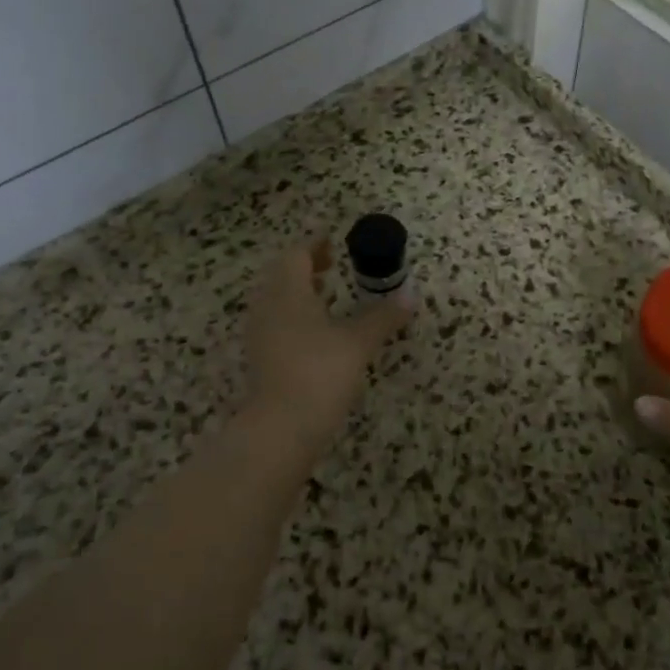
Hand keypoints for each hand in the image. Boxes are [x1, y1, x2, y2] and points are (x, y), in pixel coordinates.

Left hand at [243, 242, 413, 454]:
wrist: (280, 429)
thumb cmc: (320, 372)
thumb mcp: (358, 342)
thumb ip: (382, 317)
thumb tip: (409, 297)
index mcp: (288, 292)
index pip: (297, 255)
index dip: (315, 245)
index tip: (334, 241)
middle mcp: (268, 307)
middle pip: (283, 275)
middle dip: (306, 267)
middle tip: (332, 265)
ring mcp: (260, 335)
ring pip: (277, 300)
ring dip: (300, 292)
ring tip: (328, 296)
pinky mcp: (260, 360)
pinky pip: (276, 323)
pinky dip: (295, 316)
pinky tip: (316, 333)